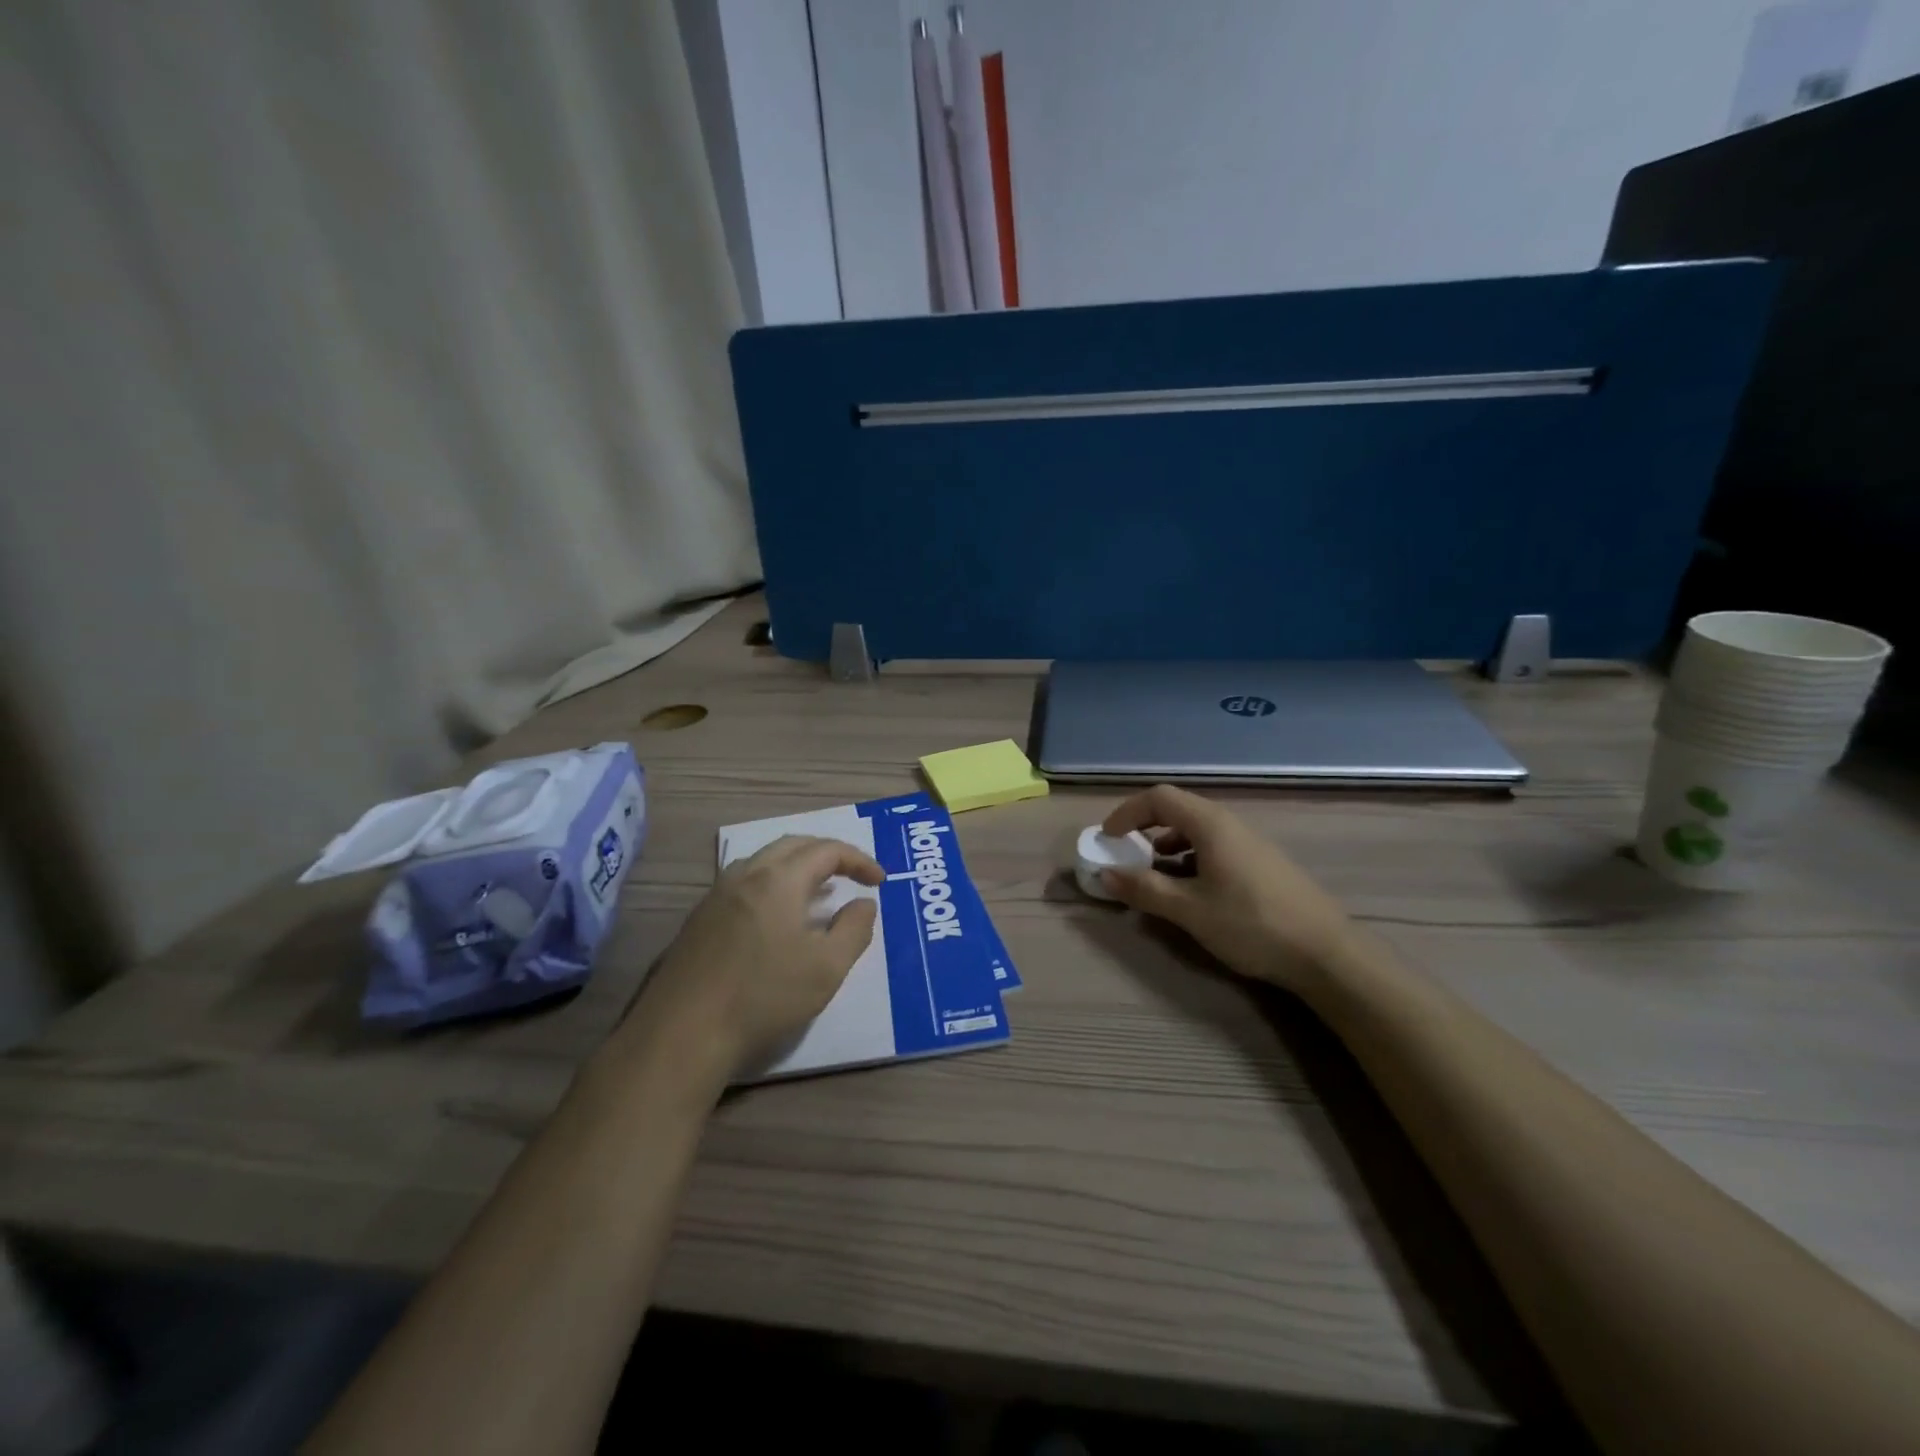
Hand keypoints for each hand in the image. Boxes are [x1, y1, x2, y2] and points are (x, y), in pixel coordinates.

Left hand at [626, 835, 883, 1080]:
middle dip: (828, 854)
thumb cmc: (764, 997)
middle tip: (852, 875)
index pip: (827, 850)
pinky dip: (773, 886)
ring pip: (765, 862)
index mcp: (779, 880)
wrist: (683, 1033)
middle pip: (793, 846)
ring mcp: (716, 895)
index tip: (880, 881)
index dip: (859, 860)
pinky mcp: (699, 919)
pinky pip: (745, 884)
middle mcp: (745, 875)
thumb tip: (863, 903)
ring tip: (819, 893)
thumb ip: (854, 929)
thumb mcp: (827, 968)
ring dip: (798, 868)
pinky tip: (778, 919)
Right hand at [1100, 785, 1355, 992]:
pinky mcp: (1261, 863)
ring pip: (1197, 830)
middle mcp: (1230, 824)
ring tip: (1154, 875)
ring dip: (1167, 845)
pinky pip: (1214, 847)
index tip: (1107, 838)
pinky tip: (1191, 890)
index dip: (1127, 812)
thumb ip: (1144, 889)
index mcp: (1210, 824)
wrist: (1326, 953)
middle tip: (1125, 854)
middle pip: (1178, 809)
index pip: (1158, 798)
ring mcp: (1249, 843)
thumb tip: (1106, 873)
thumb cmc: (1251, 924)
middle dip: (1144, 827)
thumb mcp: (1189, 910)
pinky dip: (1190, 858)